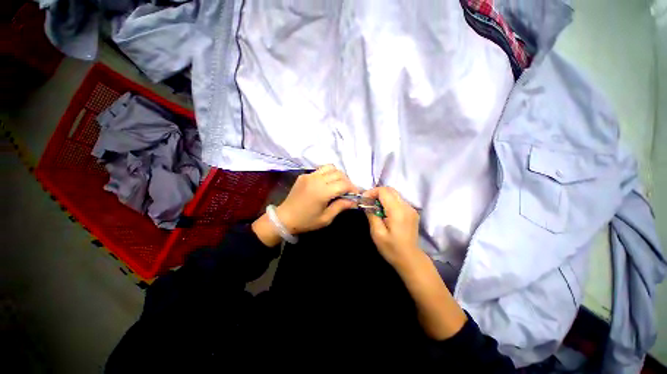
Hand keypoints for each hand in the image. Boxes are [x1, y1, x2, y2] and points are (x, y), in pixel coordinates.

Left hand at [275, 165, 358, 234]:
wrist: (284, 218)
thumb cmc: (306, 221)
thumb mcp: (326, 218)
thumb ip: (341, 206)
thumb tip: (354, 201)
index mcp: (322, 192)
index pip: (344, 184)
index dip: (353, 188)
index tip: (356, 194)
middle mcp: (316, 180)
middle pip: (339, 173)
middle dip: (347, 181)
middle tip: (347, 191)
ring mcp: (309, 175)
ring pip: (330, 167)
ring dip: (338, 175)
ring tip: (338, 185)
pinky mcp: (304, 175)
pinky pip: (320, 170)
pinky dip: (328, 174)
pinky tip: (326, 184)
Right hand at [364, 187, 422, 269]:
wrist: (410, 259)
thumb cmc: (392, 249)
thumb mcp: (377, 233)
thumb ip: (371, 215)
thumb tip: (366, 203)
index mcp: (398, 211)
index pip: (384, 191)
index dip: (372, 192)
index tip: (364, 200)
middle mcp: (406, 206)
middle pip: (390, 190)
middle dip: (377, 193)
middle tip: (368, 202)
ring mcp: (411, 209)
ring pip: (394, 194)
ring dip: (382, 197)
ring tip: (374, 207)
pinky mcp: (412, 212)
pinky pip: (398, 200)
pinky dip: (389, 202)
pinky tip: (384, 212)